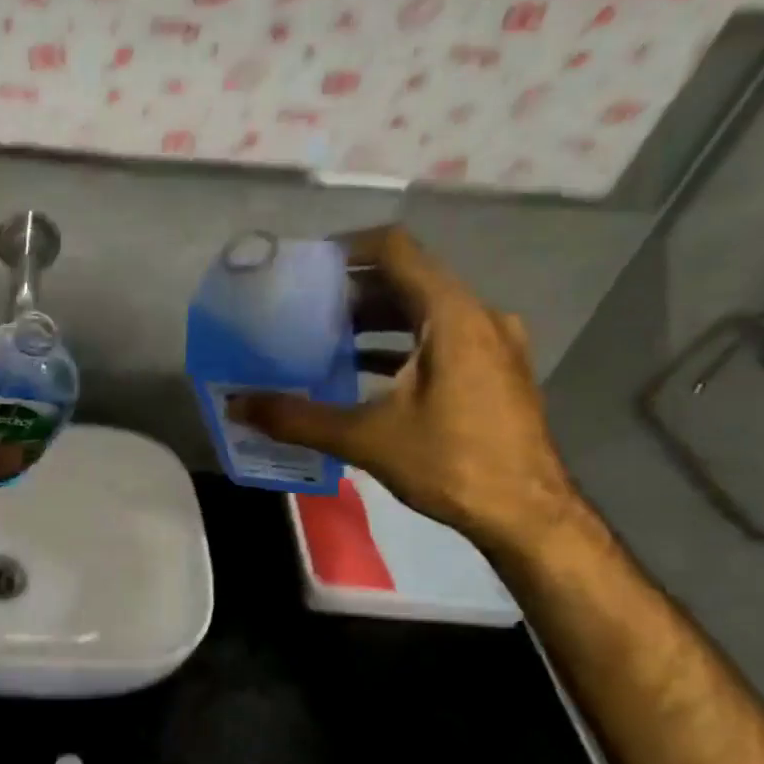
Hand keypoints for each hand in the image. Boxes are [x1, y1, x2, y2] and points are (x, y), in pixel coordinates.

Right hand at [228, 226, 578, 551]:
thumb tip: (236, 405)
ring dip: (375, 321)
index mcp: (452, 316)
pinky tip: (362, 374)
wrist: (527, 514)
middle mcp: (478, 317)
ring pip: (424, 312)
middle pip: (408, 280)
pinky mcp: (494, 372)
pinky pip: (440, 339)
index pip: (395, 250)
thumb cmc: (451, 463)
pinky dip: (400, 346)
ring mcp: (493, 345)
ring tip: (323, 340)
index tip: (304, 266)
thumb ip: (297, 417)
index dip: (347, 248)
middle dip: (352, 292)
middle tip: (302, 310)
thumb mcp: (365, 439)